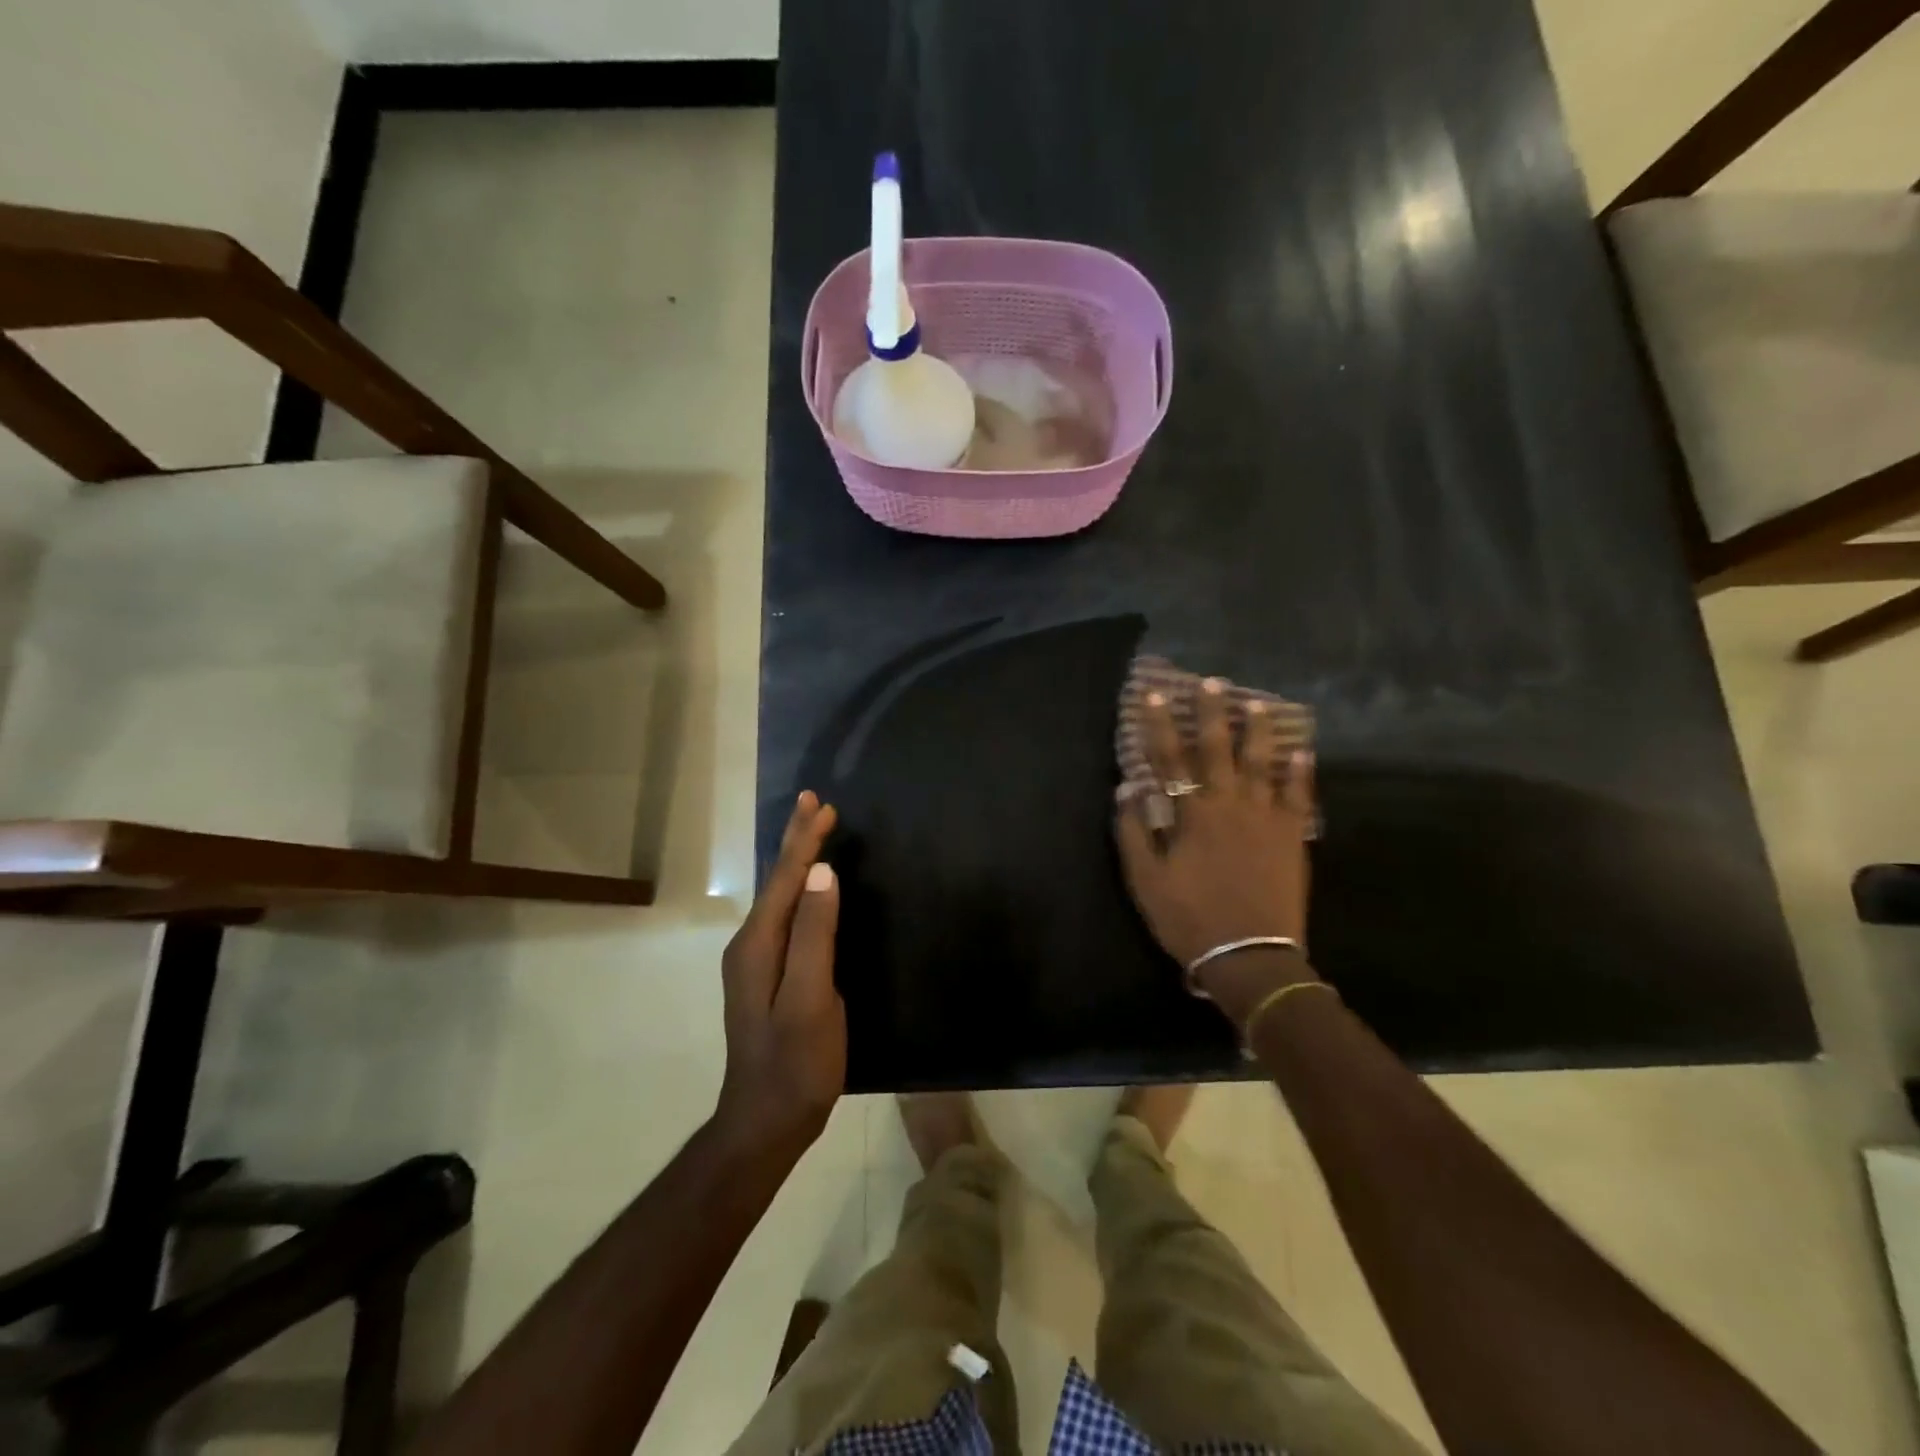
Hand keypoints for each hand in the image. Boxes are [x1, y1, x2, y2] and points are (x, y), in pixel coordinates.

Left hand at [715, 792, 844, 1157]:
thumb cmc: (796, 1063)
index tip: (823, 805)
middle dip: (795, 840)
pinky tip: (808, 887)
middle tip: (811, 801)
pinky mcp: (768, 975)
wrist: (765, 1122)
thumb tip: (821, 873)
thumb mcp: (811, 999)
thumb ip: (814, 935)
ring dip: (797, 861)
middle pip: (776, 881)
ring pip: (779, 896)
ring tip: (812, 831)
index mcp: (759, 944)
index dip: (805, 840)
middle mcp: (751, 945)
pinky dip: (799, 888)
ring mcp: (756, 962)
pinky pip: (785, 915)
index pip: (785, 878)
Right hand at [1115, 679, 1318, 1009]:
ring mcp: (1266, 818)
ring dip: (1258, 731)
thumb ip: (1133, 832)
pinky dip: (1300, 771)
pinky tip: (1303, 749)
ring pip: (1262, 763)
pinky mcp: (1292, 837)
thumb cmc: (1190, 917)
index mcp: (1192, 814)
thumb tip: (1125, 789)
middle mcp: (1230, 804)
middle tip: (1213, 681)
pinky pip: (1298, 796)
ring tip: (1259, 703)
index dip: (1159, 724)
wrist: (1250, 956)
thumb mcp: (1146, 880)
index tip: (1153, 695)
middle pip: (1219, 749)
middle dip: (1212, 713)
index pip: (1170, 758)